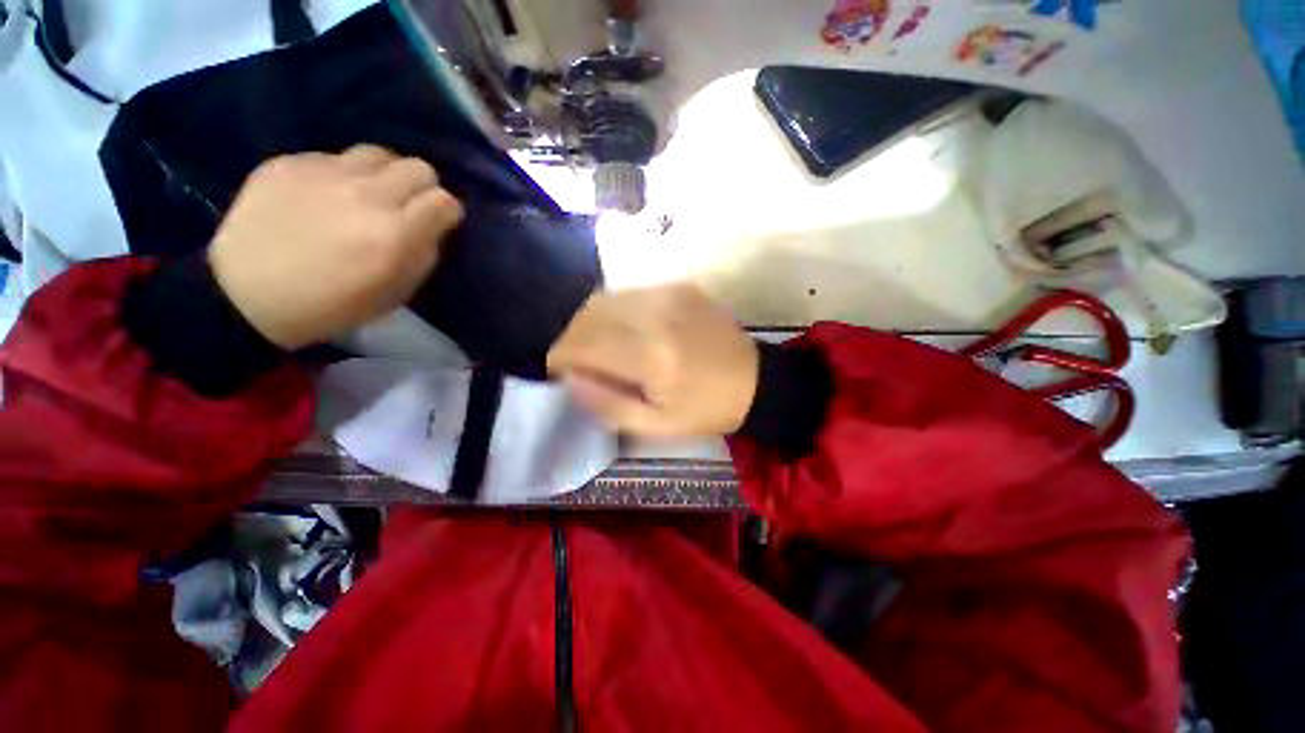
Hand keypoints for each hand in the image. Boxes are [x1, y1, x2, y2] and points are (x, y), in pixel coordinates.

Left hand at [208, 145, 463, 349]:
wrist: (246, 294)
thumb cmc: (333, 304)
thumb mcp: (397, 291)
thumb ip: (423, 253)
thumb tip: (432, 226)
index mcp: (395, 234)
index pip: (444, 201)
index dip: (447, 212)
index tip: (440, 222)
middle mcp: (365, 194)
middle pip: (418, 167)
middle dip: (423, 187)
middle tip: (409, 206)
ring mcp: (324, 172)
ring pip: (378, 153)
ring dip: (385, 174)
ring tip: (371, 194)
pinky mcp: (289, 162)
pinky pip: (334, 156)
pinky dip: (342, 175)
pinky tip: (327, 196)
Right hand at [548, 284, 758, 436]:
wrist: (755, 380)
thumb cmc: (705, 409)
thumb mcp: (655, 424)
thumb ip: (606, 403)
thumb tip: (570, 379)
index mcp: (651, 355)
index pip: (583, 343)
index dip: (561, 356)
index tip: (559, 372)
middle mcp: (656, 315)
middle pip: (589, 314)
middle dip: (572, 338)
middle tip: (576, 361)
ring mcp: (669, 294)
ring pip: (606, 299)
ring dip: (591, 323)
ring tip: (598, 347)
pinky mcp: (679, 286)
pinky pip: (630, 294)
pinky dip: (616, 313)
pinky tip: (626, 332)